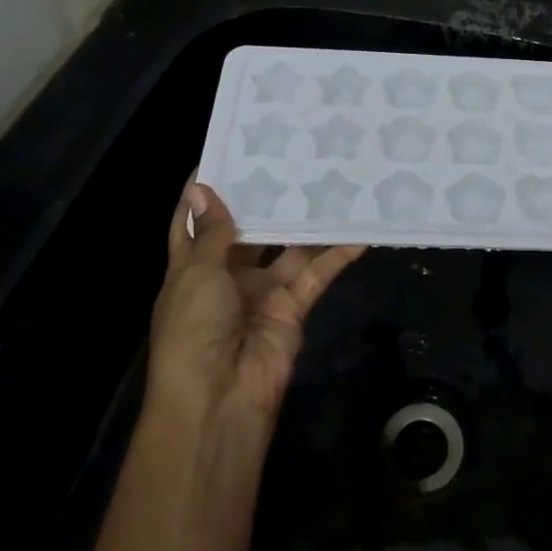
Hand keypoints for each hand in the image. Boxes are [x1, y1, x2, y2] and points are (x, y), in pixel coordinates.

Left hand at [146, 176, 365, 433]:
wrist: (219, 400)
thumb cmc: (193, 330)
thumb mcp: (196, 274)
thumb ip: (212, 231)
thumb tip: (201, 187)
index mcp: (191, 268)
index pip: (194, 222)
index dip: (205, 191)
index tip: (229, 150)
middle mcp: (226, 276)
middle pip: (249, 230)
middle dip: (266, 199)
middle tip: (293, 155)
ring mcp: (262, 292)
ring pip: (289, 248)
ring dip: (307, 221)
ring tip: (331, 180)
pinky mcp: (293, 307)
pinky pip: (317, 273)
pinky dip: (337, 253)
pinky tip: (360, 228)